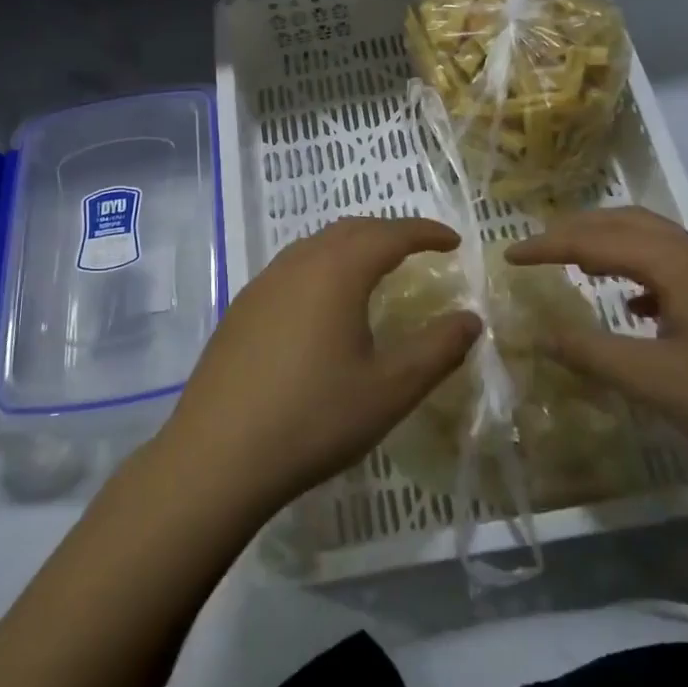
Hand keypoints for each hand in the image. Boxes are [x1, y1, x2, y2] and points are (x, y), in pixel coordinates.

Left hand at [158, 218, 481, 519]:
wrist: (216, 456)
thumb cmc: (313, 419)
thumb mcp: (390, 390)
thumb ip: (438, 350)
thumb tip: (471, 319)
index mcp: (336, 272)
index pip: (390, 234)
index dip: (426, 232)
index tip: (454, 241)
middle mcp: (297, 264)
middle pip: (351, 229)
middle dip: (390, 232)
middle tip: (419, 250)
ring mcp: (262, 284)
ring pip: (316, 245)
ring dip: (353, 247)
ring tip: (376, 271)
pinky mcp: (241, 309)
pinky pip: (292, 269)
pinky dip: (323, 268)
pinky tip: (324, 305)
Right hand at [506, 208, 687, 471]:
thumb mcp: (657, 381)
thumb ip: (592, 353)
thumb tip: (539, 334)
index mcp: (673, 262)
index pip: (593, 240)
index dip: (546, 247)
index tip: (507, 256)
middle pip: (623, 223)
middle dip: (575, 231)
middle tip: (538, 250)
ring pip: (652, 240)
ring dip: (609, 245)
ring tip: (579, 269)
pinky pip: (674, 264)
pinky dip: (640, 271)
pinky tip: (638, 308)